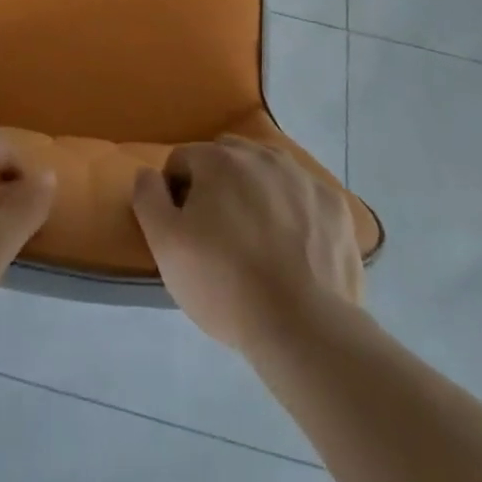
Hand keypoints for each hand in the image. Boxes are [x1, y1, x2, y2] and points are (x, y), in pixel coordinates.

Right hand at [131, 136, 362, 351]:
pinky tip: (294, 249)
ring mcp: (303, 177)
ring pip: (268, 172)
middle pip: (227, 158)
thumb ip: (148, 198)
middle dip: (217, 184)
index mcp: (219, 159)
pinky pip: (303, 197)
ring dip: (256, 192)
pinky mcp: (334, 205)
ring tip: (257, 241)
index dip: (176, 194)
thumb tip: (147, 172)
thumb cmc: (225, 283)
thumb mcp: (166, 245)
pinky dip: (294, 212)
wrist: (304, 327)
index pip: (183, 161)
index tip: (184, 231)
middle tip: (218, 233)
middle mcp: (262, 154)